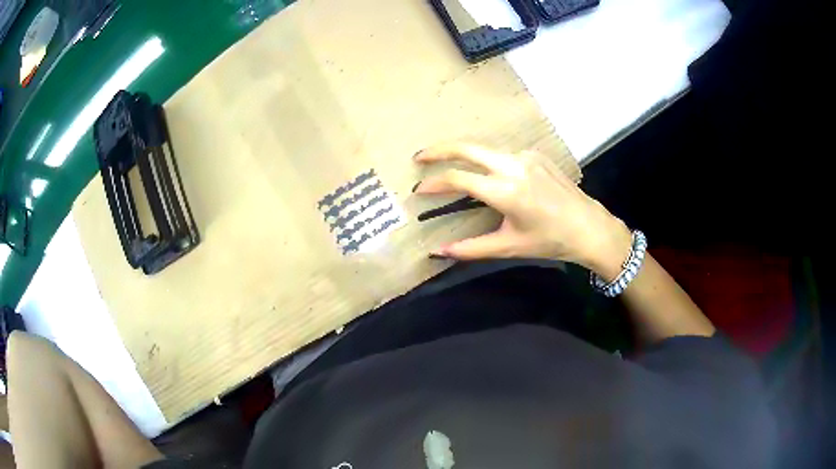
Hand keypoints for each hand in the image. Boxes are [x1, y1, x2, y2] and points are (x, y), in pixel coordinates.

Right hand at [414, 143, 632, 280]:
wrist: (589, 227)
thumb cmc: (550, 241)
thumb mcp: (508, 247)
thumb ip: (470, 249)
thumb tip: (437, 252)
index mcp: (506, 191)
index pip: (459, 179)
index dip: (434, 183)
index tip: (419, 190)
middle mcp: (514, 166)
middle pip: (467, 147)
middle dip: (439, 150)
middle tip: (419, 157)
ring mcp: (526, 156)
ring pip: (485, 148)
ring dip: (463, 153)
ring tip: (447, 163)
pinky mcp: (535, 155)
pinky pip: (503, 153)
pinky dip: (486, 159)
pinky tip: (485, 172)